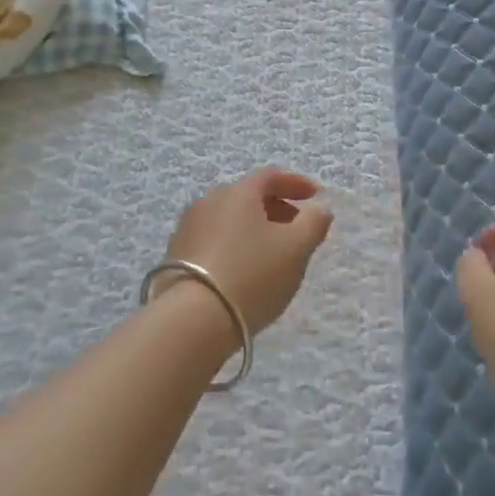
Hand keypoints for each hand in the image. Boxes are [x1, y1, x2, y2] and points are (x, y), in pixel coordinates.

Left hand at [157, 168, 334, 338]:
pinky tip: (244, 270)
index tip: (316, 196)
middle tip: (297, 228)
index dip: (296, 183)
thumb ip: (313, 223)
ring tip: (272, 253)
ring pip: (230, 218)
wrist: (192, 319)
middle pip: (249, 196)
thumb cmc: (252, 275)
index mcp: (238, 191)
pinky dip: (235, 245)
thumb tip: (319, 209)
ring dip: (254, 228)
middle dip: (276, 207)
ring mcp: (188, 227)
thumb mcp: (296, 249)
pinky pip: (214, 239)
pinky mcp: (175, 254)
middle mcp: (209, 200)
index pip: (271, 176)